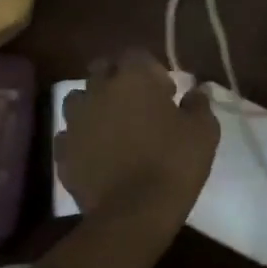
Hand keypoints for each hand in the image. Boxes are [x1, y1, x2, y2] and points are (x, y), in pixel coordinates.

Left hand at [57, 49, 218, 228]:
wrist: (133, 213)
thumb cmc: (174, 164)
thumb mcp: (204, 132)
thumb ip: (199, 105)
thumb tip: (196, 92)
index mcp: (133, 78)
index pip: (136, 54)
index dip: (151, 70)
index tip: (165, 93)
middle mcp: (99, 90)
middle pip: (102, 69)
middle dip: (117, 79)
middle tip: (137, 104)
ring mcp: (76, 120)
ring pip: (79, 99)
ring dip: (94, 106)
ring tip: (112, 128)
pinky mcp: (63, 150)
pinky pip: (69, 134)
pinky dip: (81, 138)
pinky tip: (96, 154)